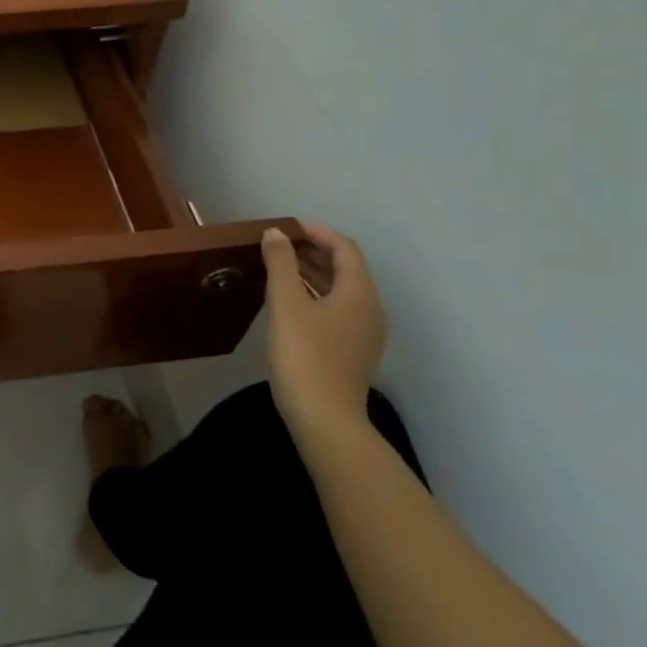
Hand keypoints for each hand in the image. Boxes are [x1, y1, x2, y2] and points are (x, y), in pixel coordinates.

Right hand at [260, 223, 388, 438]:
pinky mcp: (352, 351)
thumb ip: (280, 263)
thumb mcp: (286, 303)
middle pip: (345, 268)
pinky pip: (336, 310)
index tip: (285, 228)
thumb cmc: (305, 354)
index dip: (316, 233)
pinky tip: (288, 302)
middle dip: (312, 252)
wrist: (324, 419)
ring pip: (339, 290)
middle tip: (276, 246)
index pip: (344, 248)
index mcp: (359, 293)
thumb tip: (276, 233)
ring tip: (277, 268)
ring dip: (311, 274)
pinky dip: (314, 295)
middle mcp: (370, 309)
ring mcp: (364, 333)